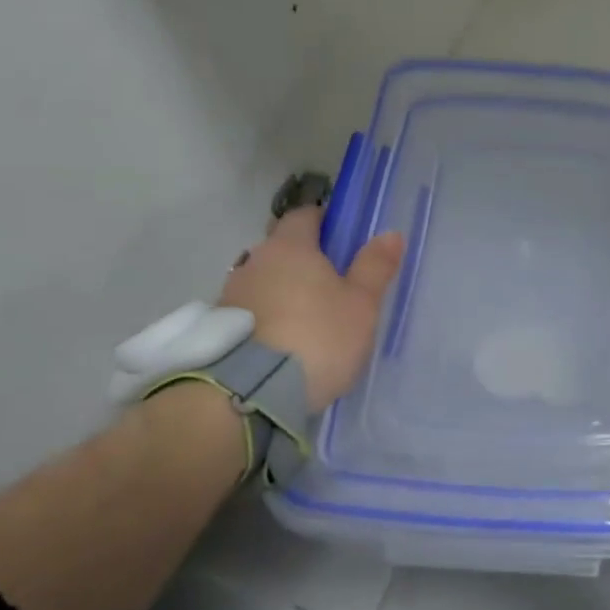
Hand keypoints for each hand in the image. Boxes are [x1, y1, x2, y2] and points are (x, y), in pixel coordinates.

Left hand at [220, 206, 404, 410]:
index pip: (305, 215)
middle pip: (283, 249)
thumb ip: (375, 267)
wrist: (249, 393)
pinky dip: (267, 319)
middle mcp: (254, 261)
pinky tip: (284, 343)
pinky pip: (251, 311)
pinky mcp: (219, 329)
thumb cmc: (316, 337)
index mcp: (290, 246)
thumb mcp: (361, 305)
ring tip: (307, 322)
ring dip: (283, 292)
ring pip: (265, 281)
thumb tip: (390, 233)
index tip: (343, 240)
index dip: (325, 222)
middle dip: (305, 261)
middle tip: (332, 287)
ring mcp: (231, 294)